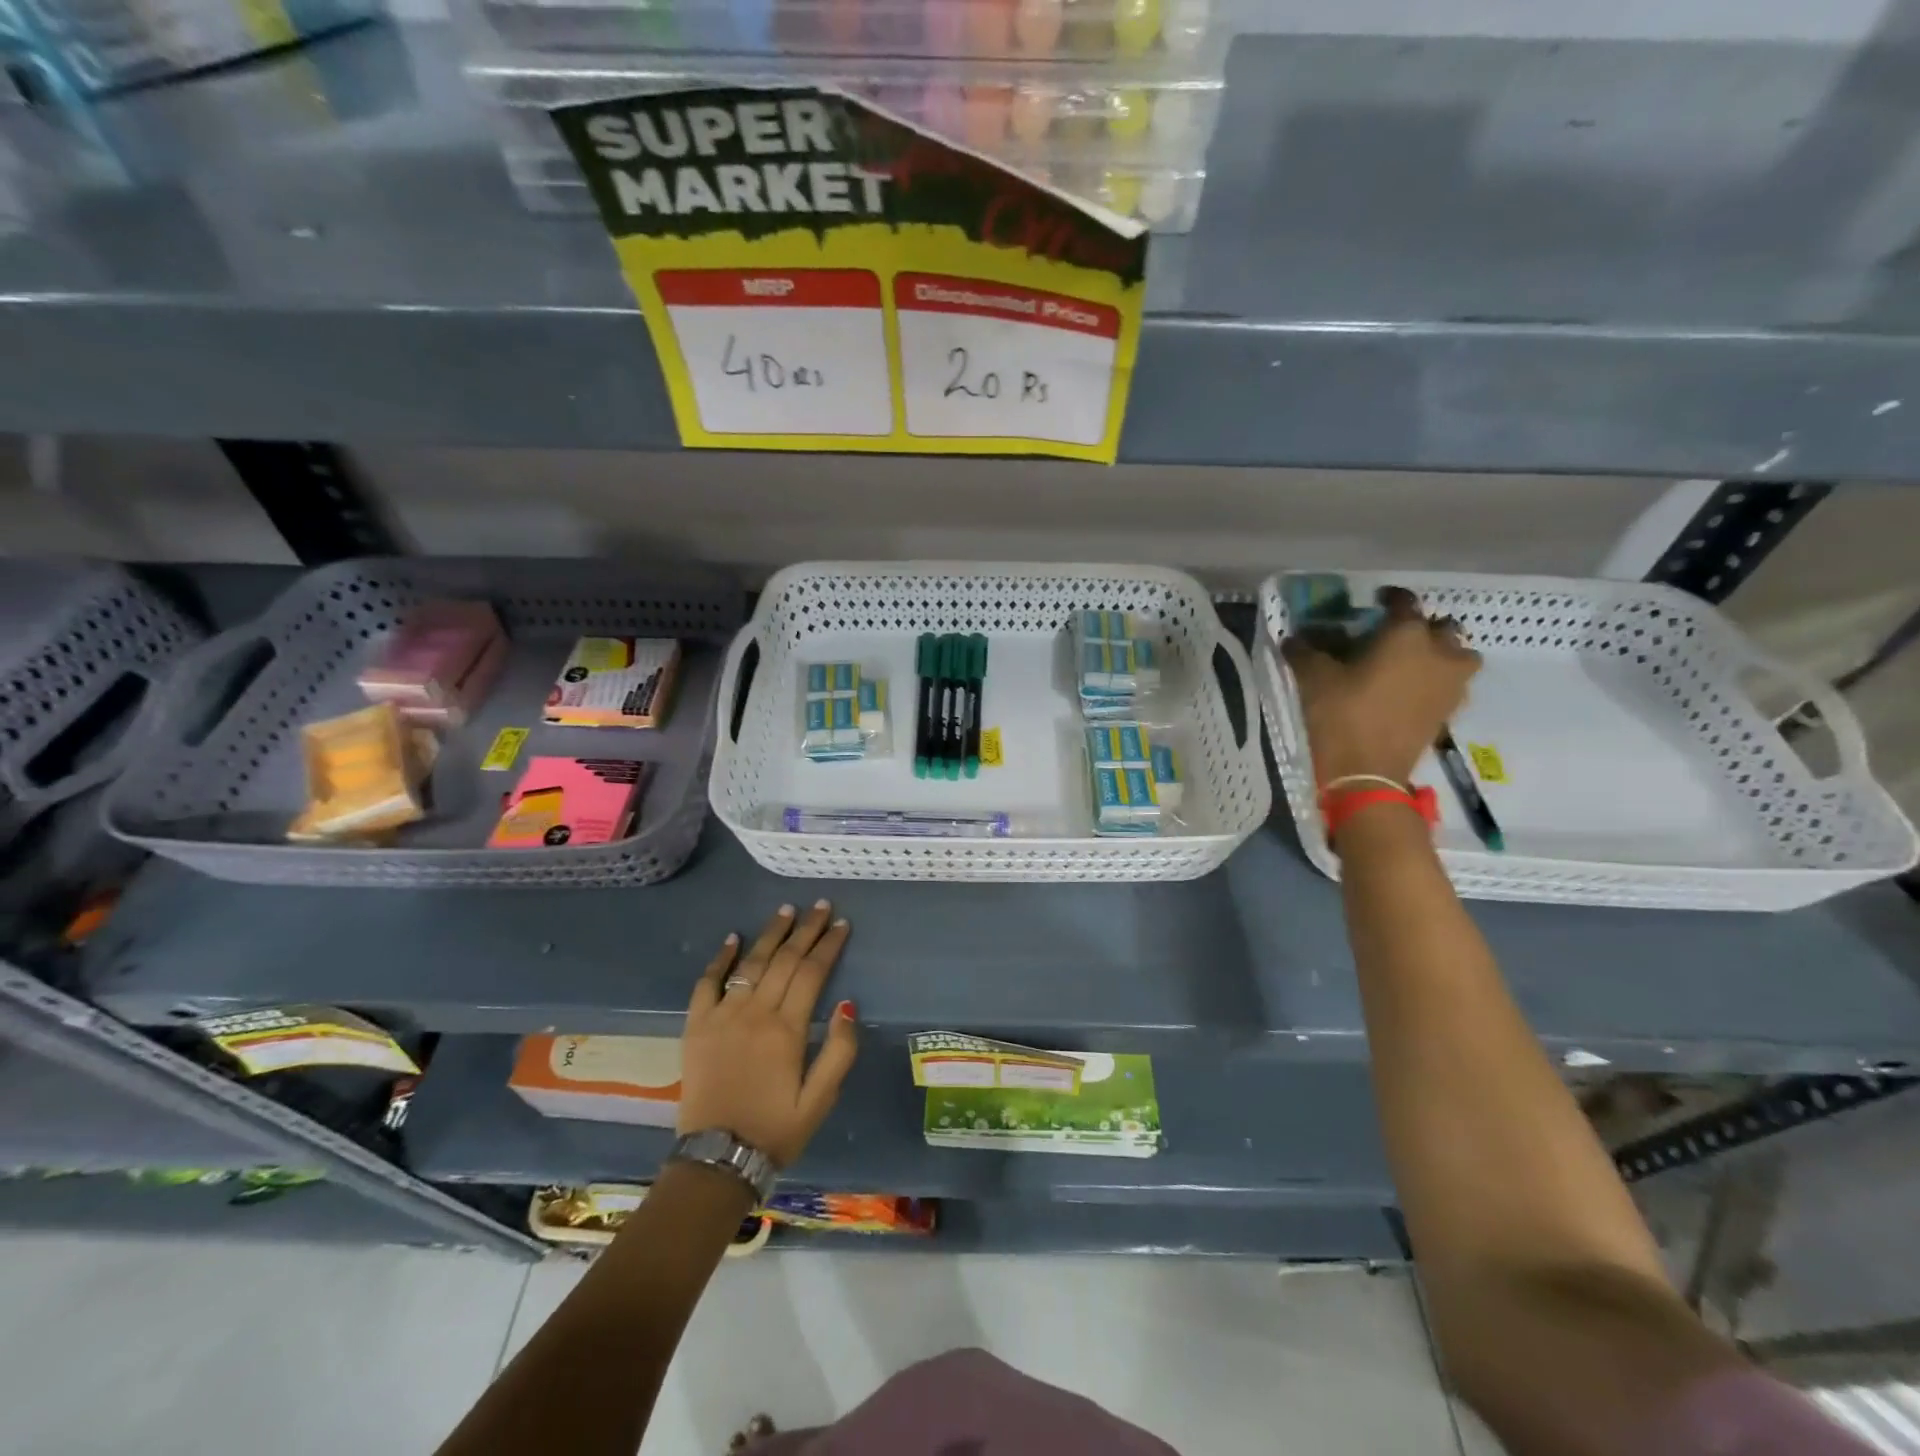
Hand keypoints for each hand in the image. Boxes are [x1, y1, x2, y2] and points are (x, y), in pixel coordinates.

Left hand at [679, 901, 857, 1168]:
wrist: (717, 1158)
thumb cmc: (775, 1129)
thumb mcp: (820, 1099)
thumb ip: (839, 1051)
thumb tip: (848, 1003)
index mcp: (787, 1029)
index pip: (813, 972)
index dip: (829, 945)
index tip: (842, 923)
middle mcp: (755, 1013)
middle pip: (785, 960)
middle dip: (806, 929)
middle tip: (821, 906)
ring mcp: (722, 1016)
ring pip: (751, 963)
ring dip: (771, 934)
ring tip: (786, 910)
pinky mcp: (696, 1026)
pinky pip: (707, 983)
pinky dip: (720, 958)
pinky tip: (732, 938)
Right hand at [1283, 587, 1481, 785]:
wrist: (1366, 773)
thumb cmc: (1340, 716)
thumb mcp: (1313, 678)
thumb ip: (1305, 651)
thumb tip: (1295, 639)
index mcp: (1407, 635)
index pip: (1405, 603)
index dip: (1389, 598)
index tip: (1375, 601)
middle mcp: (1439, 653)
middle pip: (1441, 628)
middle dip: (1421, 628)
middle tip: (1394, 637)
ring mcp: (1451, 685)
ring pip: (1457, 657)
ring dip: (1440, 654)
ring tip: (1411, 664)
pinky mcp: (1449, 712)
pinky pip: (1451, 685)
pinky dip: (1437, 682)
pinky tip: (1411, 691)